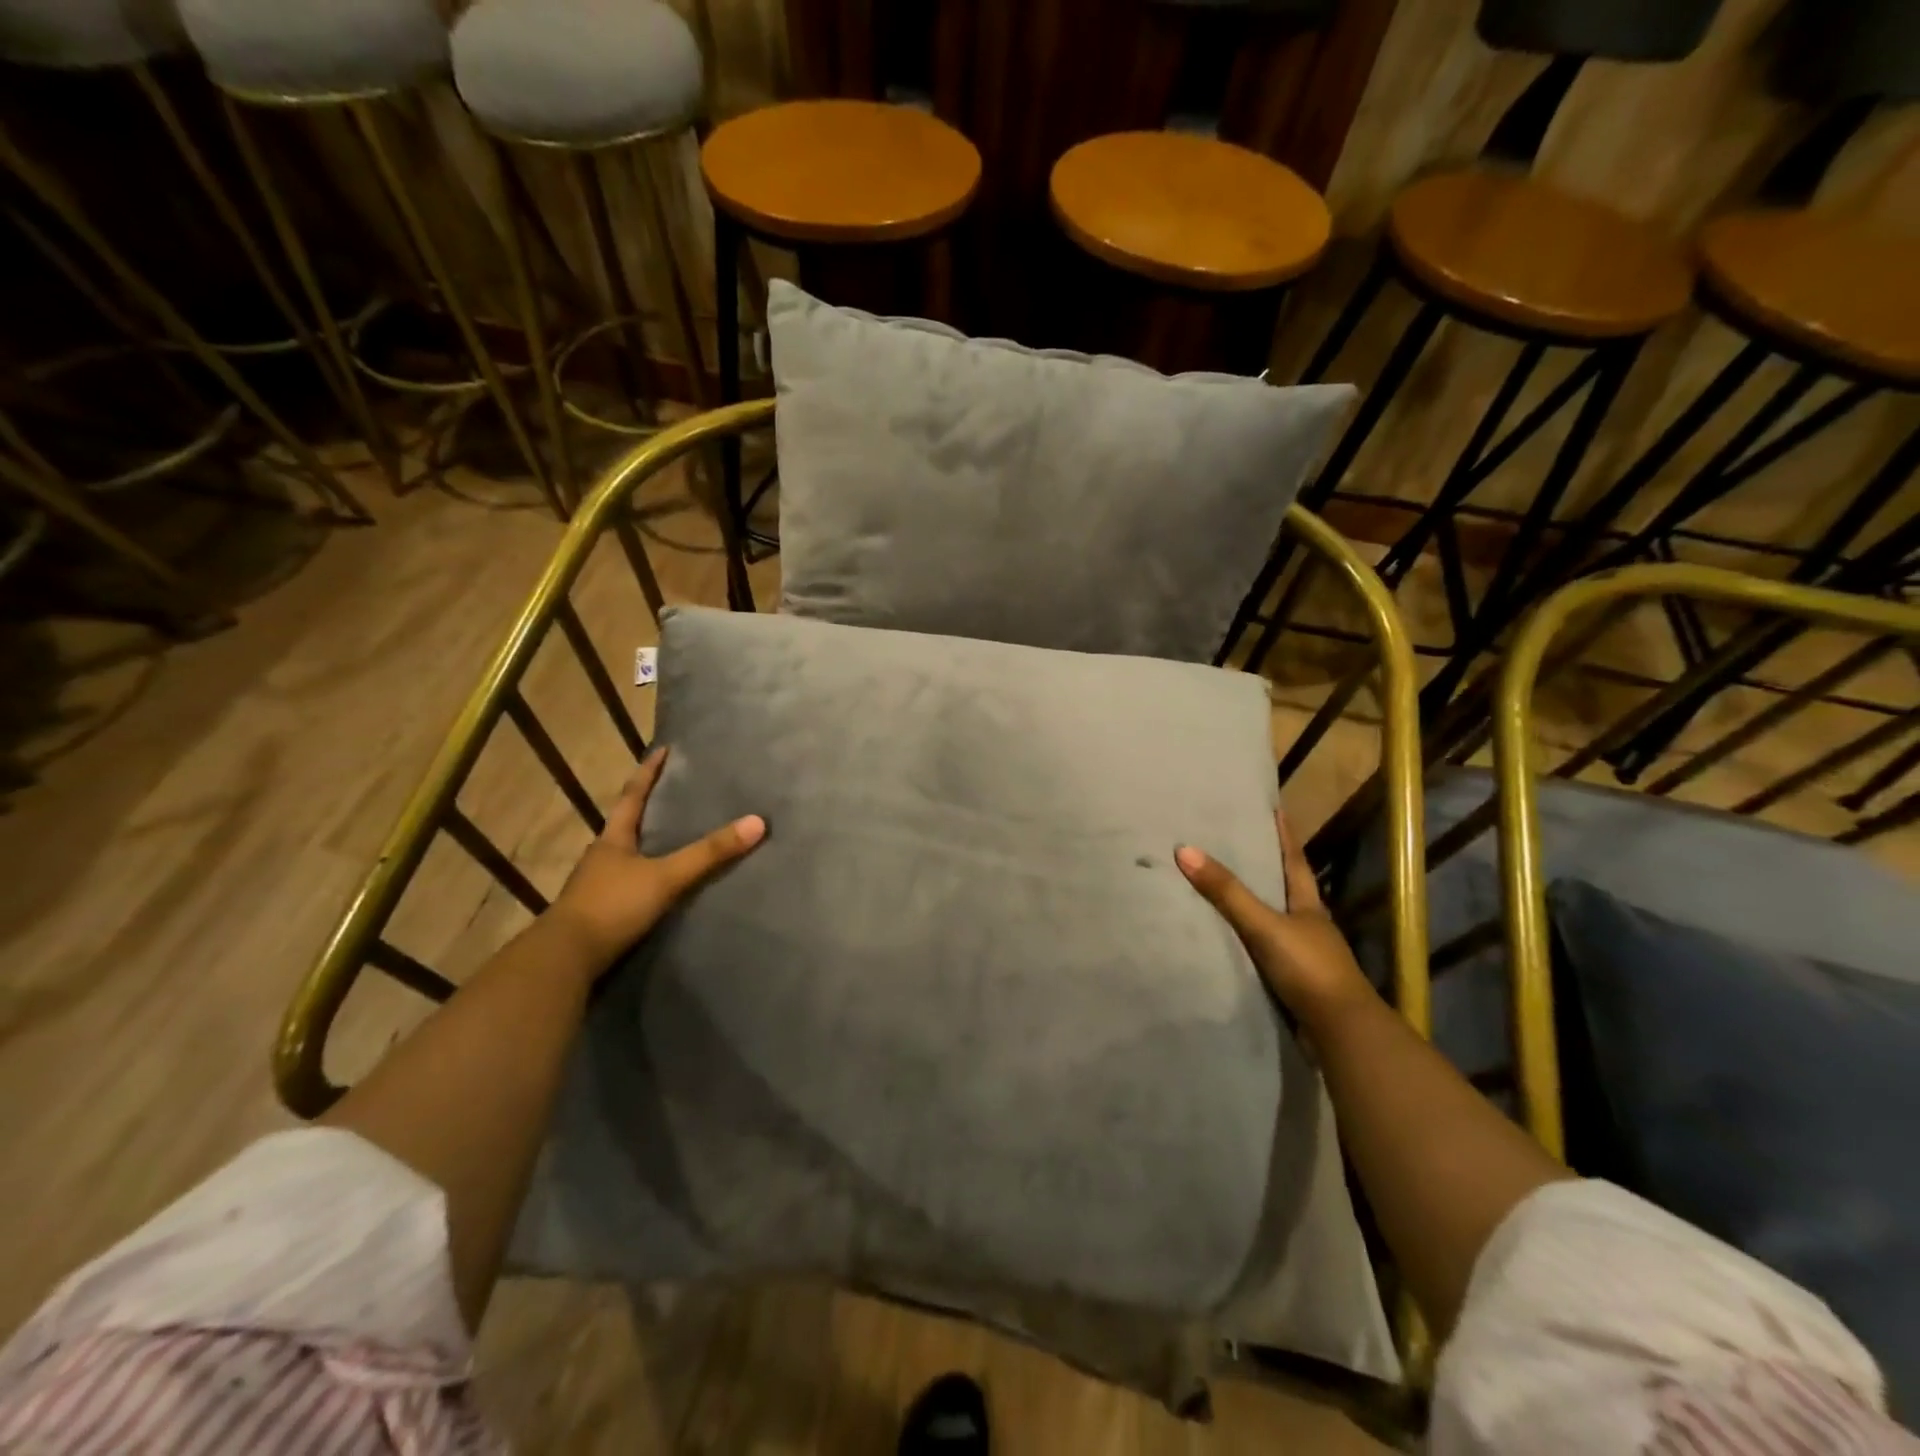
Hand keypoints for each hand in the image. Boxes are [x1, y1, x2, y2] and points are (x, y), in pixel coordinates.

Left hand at [548, 746, 764, 972]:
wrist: (565, 959)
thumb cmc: (612, 906)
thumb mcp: (666, 877)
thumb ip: (709, 853)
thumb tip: (758, 822)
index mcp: (614, 839)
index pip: (632, 795)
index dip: (648, 772)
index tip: (663, 750)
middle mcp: (602, 856)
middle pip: (627, 824)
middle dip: (648, 807)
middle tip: (675, 793)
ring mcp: (597, 886)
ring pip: (626, 855)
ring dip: (646, 844)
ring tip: (673, 838)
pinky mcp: (600, 913)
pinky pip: (628, 884)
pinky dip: (645, 876)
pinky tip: (659, 885)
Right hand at [1176, 811, 1376, 1031]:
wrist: (1341, 1031)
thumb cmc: (1308, 968)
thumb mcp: (1264, 925)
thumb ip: (1227, 893)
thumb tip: (1185, 850)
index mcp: (1308, 906)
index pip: (1294, 861)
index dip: (1285, 836)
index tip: (1277, 810)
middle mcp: (1309, 926)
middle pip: (1287, 889)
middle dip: (1268, 868)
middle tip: (1241, 845)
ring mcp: (1305, 956)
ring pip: (1277, 922)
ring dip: (1257, 907)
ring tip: (1227, 890)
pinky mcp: (1296, 983)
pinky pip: (1267, 952)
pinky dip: (1251, 942)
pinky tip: (1232, 942)